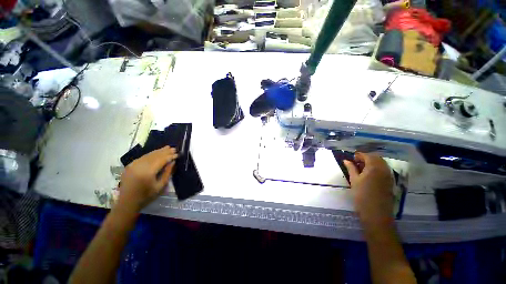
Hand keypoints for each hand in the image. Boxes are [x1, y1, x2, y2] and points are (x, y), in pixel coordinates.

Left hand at [117, 146, 177, 212]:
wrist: (127, 202)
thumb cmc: (146, 196)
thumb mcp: (160, 186)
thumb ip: (167, 172)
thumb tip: (173, 162)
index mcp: (147, 172)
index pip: (161, 160)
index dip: (170, 156)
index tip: (178, 154)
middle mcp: (140, 166)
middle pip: (155, 155)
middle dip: (165, 152)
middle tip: (174, 148)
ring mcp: (133, 164)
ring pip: (149, 154)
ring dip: (159, 151)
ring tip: (167, 148)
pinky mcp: (130, 165)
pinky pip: (143, 157)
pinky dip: (151, 154)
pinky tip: (157, 152)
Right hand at [343, 152, 393, 225]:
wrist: (376, 214)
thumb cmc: (362, 196)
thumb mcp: (354, 181)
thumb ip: (351, 168)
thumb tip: (346, 160)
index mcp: (374, 167)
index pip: (368, 155)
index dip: (359, 155)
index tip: (352, 158)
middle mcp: (384, 169)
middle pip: (376, 158)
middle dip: (366, 157)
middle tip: (356, 163)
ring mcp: (389, 176)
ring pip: (381, 163)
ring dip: (372, 162)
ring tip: (362, 168)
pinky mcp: (390, 182)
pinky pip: (384, 170)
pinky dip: (377, 168)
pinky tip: (369, 174)